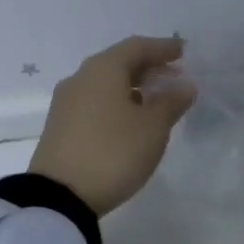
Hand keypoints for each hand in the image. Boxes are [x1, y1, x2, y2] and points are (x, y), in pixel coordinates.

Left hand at [30, 36, 196, 215]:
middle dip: (149, 68)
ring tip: (158, 102)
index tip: (184, 52)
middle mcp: (81, 78)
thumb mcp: (152, 128)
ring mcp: (66, 103)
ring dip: (134, 87)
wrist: (60, 196)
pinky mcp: (61, 127)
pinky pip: (95, 103)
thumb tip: (184, 85)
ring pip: (106, 84)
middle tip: (175, 79)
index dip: (163, 48)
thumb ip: (171, 102)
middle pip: (119, 63)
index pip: (137, 47)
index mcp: (103, 69)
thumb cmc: (113, 152)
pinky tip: (132, 121)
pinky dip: (118, 103)